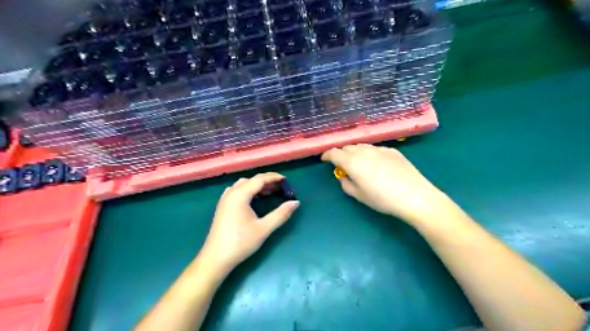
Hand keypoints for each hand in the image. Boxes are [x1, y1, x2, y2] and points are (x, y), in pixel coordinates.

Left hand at [202, 171, 300, 274]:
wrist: (216, 259)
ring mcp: (225, 200)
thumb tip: (296, 202)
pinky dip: (248, 191)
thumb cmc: (240, 242)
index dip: (273, 177)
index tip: (286, 180)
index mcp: (240, 195)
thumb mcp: (264, 228)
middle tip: (280, 188)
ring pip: (243, 185)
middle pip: (251, 180)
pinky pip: (237, 192)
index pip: (259, 179)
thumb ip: (281, 214)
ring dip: (257, 186)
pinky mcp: (223, 207)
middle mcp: (231, 193)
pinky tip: (255, 200)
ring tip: (270, 193)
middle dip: (266, 181)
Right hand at [322, 144, 451, 222]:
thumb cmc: (382, 199)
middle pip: (347, 147)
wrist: (414, 196)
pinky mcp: (392, 150)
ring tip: (358, 162)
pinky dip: (369, 153)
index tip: (324, 160)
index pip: (334, 153)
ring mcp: (379, 149)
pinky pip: (375, 148)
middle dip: (341, 153)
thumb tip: (344, 176)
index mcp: (352, 162)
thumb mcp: (359, 195)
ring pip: (361, 146)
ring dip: (355, 152)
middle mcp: (364, 151)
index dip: (327, 155)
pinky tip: (375, 164)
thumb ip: (346, 183)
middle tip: (341, 164)